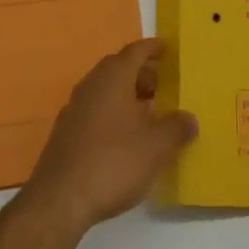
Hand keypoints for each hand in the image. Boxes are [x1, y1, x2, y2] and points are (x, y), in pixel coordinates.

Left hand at [22, 38, 197, 236]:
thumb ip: (176, 128)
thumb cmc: (114, 163)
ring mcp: (73, 109)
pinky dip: (111, 114)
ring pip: (104, 90)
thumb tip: (189, 119)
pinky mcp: (64, 134)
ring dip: (125, 95)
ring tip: (147, 113)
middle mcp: (91, 85)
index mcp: (113, 78)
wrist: (59, 201)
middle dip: (140, 73)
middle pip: (118, 68)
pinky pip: (94, 111)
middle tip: (161, 85)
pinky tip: (123, 138)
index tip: (166, 48)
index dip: (152, 48)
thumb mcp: (156, 147)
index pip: (135, 51)